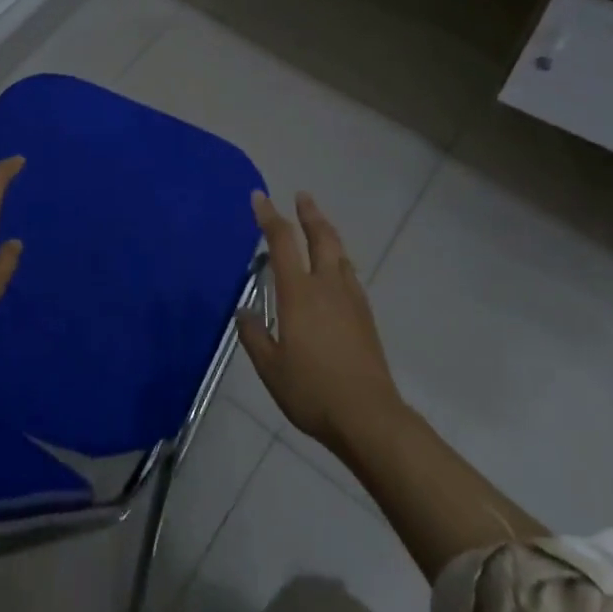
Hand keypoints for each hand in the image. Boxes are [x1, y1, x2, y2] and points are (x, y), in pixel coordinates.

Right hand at [236, 191, 404, 452]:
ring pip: (339, 252)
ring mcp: (350, 298)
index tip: (259, 197)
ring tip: (319, 223)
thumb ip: (255, 336)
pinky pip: (350, 273)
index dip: (269, 216)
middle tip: (302, 196)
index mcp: (298, 293)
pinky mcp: (365, 314)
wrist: (367, 415)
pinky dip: (339, 258)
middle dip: (308, 213)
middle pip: (320, 237)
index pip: (282, 242)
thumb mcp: (270, 368)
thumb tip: (244, 311)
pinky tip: (338, 268)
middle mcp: (326, 285)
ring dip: (327, 231)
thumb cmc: (312, 390)